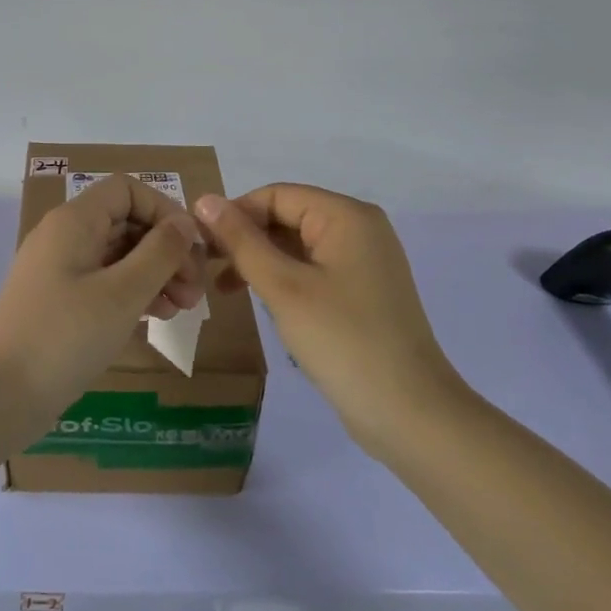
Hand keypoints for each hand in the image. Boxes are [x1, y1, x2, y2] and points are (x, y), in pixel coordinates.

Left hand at [0, 174, 208, 424]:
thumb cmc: (65, 336)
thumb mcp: (123, 292)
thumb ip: (160, 252)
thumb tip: (183, 223)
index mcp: (75, 220)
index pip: (128, 190)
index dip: (164, 211)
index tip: (192, 249)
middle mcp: (65, 235)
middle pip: (126, 222)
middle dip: (166, 250)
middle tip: (194, 292)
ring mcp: (58, 269)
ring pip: (118, 254)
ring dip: (154, 273)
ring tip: (181, 308)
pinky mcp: (58, 300)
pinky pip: (103, 281)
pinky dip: (132, 292)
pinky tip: (154, 318)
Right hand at [195, 183, 470, 459]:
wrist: (410, 414)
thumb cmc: (343, 341)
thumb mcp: (283, 287)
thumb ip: (242, 241)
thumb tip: (205, 199)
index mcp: (346, 216)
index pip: (276, 196)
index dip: (235, 214)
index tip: (199, 244)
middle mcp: (359, 229)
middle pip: (288, 217)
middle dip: (246, 239)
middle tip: (206, 268)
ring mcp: (364, 262)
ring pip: (298, 246)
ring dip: (260, 261)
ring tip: (224, 290)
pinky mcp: (363, 292)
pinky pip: (313, 270)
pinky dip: (284, 280)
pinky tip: (260, 302)